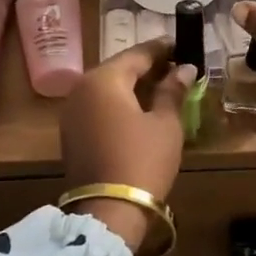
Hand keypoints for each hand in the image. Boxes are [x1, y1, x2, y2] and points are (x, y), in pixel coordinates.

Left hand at [59, 39, 196, 250]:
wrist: (108, 210)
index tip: (183, 46)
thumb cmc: (143, 160)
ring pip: (107, 88)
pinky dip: (119, 103)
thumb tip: (184, 68)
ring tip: (162, 88)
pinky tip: (140, 109)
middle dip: (147, 67)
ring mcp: (72, 111)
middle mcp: (82, 88)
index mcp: (104, 79)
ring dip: (132, 85)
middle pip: (119, 68)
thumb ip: (173, 91)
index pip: (138, 53)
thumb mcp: (166, 124)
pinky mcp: (71, 132)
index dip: (162, 49)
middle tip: (175, 67)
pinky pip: (98, 106)